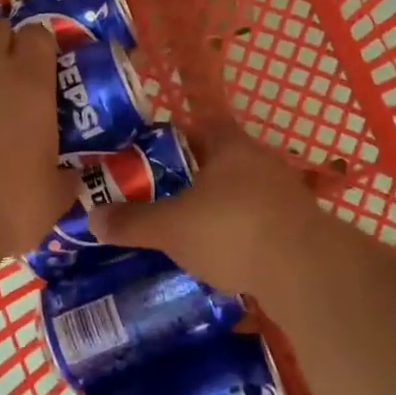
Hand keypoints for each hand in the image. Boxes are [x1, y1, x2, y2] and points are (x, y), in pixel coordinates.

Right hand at [87, 123, 318, 293]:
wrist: (304, 270)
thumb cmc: (231, 230)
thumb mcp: (171, 228)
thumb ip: (132, 222)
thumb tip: (91, 217)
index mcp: (230, 146)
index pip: (203, 124)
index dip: (179, 135)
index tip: (155, 154)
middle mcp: (261, 160)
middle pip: (224, 158)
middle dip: (197, 176)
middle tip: (166, 195)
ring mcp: (286, 193)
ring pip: (245, 191)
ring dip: (223, 206)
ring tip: (193, 229)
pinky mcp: (300, 226)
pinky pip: (262, 221)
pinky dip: (244, 233)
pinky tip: (227, 256)